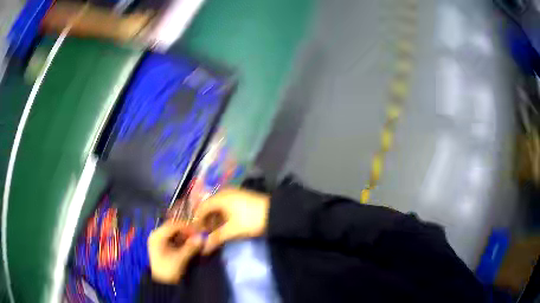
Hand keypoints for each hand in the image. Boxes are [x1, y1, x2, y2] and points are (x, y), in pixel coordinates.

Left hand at [148, 220, 202, 283]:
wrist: (161, 283)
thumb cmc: (168, 270)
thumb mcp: (180, 259)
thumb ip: (190, 247)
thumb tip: (202, 237)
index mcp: (157, 236)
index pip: (173, 225)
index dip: (187, 227)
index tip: (199, 231)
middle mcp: (157, 235)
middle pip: (173, 228)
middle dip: (186, 231)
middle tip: (198, 234)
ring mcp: (159, 241)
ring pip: (174, 233)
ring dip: (185, 235)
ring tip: (196, 239)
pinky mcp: (163, 246)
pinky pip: (173, 239)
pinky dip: (182, 240)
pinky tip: (189, 244)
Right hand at [194, 188, 269, 254]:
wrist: (276, 213)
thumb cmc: (251, 220)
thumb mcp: (232, 231)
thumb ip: (216, 238)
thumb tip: (204, 249)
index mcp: (220, 198)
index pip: (201, 208)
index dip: (197, 222)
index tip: (198, 234)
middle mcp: (224, 193)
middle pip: (209, 207)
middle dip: (206, 221)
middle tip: (206, 234)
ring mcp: (233, 194)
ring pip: (218, 207)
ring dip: (214, 220)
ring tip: (216, 232)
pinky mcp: (241, 198)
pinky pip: (226, 206)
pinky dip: (223, 216)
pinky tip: (225, 226)